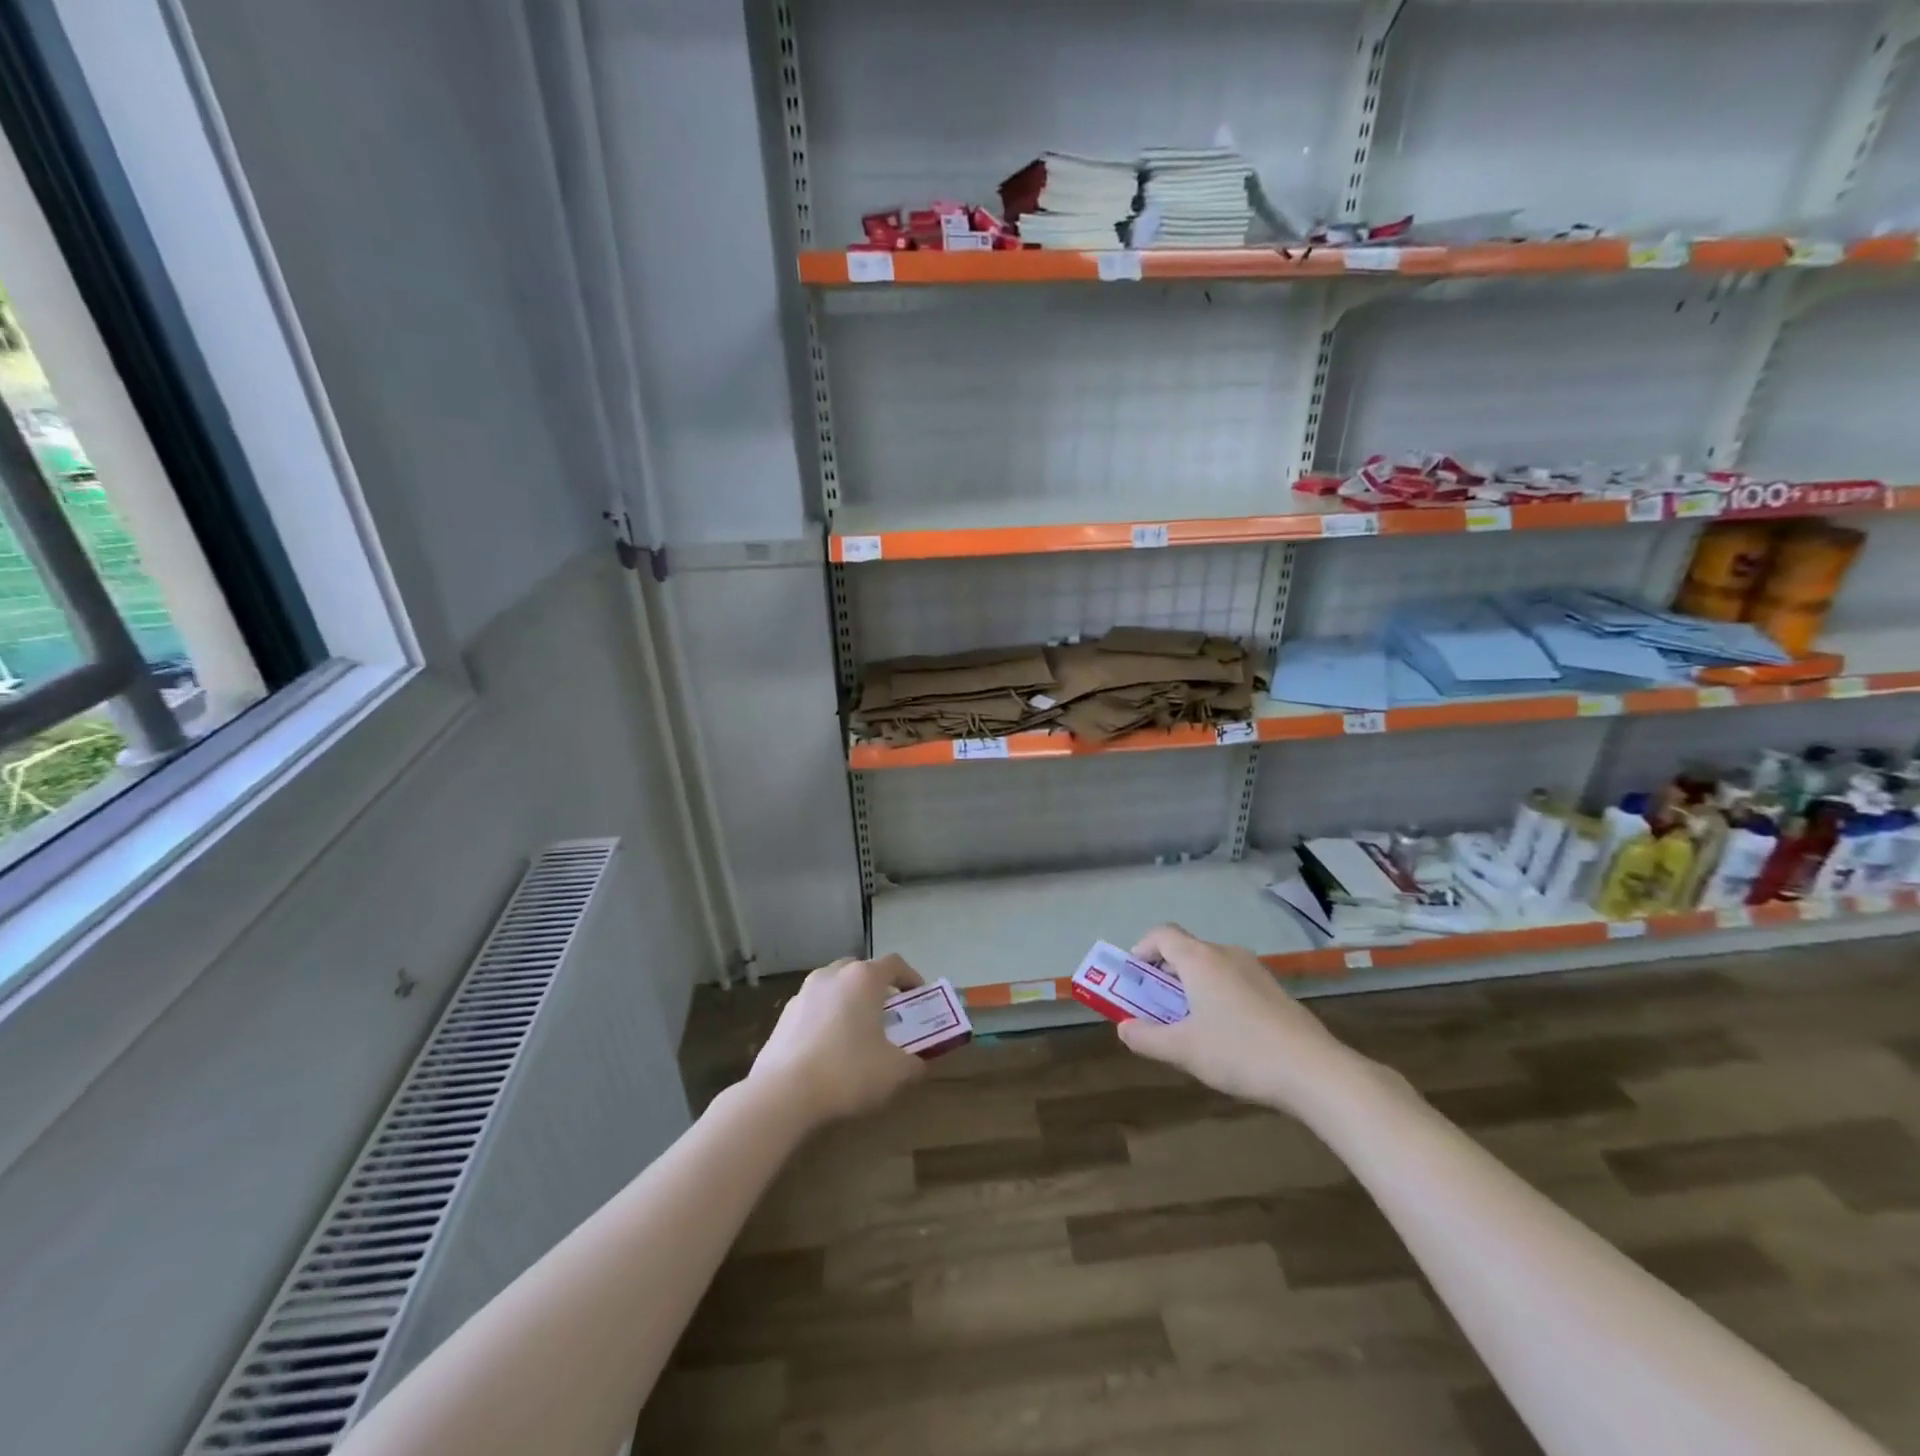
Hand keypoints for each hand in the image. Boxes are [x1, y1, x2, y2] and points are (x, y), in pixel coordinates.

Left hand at [748, 954, 928, 1125]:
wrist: (782, 1094)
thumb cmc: (848, 1072)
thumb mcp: (894, 1073)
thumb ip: (913, 1064)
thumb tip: (918, 1064)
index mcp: (863, 979)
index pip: (894, 963)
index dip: (910, 977)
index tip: (918, 997)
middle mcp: (832, 975)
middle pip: (860, 970)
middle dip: (876, 988)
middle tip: (887, 1014)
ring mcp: (803, 993)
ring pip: (834, 987)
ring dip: (848, 1002)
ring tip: (857, 1033)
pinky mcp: (783, 1016)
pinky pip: (814, 1008)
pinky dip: (826, 1019)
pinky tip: (828, 1050)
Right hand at [1115, 924, 1347, 1113]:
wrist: (1315, 1071)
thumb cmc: (1240, 1052)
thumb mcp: (1184, 1050)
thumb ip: (1147, 1038)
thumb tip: (1124, 1028)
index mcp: (1200, 959)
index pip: (1162, 934)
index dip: (1141, 950)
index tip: (1132, 977)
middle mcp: (1226, 954)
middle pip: (1186, 950)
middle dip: (1164, 974)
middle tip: (1154, 1005)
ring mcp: (1255, 970)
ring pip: (1211, 967)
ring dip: (1191, 986)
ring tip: (1187, 1022)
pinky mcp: (1274, 990)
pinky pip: (1233, 981)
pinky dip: (1216, 995)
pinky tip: (1224, 1033)